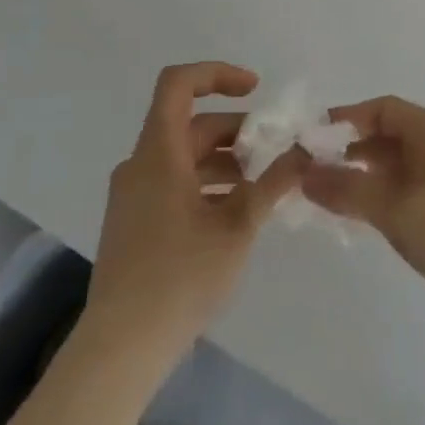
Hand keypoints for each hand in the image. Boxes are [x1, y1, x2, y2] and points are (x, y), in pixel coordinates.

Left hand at [84, 63, 304, 359]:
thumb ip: (273, 182)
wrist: (119, 350)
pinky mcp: (133, 223)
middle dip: (236, 131)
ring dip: (224, 161)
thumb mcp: (238, 226)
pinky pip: (173, 183)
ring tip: (262, 185)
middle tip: (274, 151)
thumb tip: (305, 151)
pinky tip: (235, 213)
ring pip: (184, 157)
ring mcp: (133, 196)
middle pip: (190, 125)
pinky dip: (206, 184)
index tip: (255, 90)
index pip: (178, 84)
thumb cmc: (179, 278)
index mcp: (159, 153)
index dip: (217, 74)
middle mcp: (140, 165)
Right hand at [302, 96, 424, 355]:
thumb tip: (304, 172)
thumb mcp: (397, 207)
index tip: (309, 139)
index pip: (384, 110)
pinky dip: (375, 205)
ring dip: (359, 181)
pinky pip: (401, 201)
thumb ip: (349, 188)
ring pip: (392, 173)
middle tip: (307, 172)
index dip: (347, 119)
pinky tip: (352, 221)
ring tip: (320, 198)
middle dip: (348, 151)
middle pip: (386, 139)